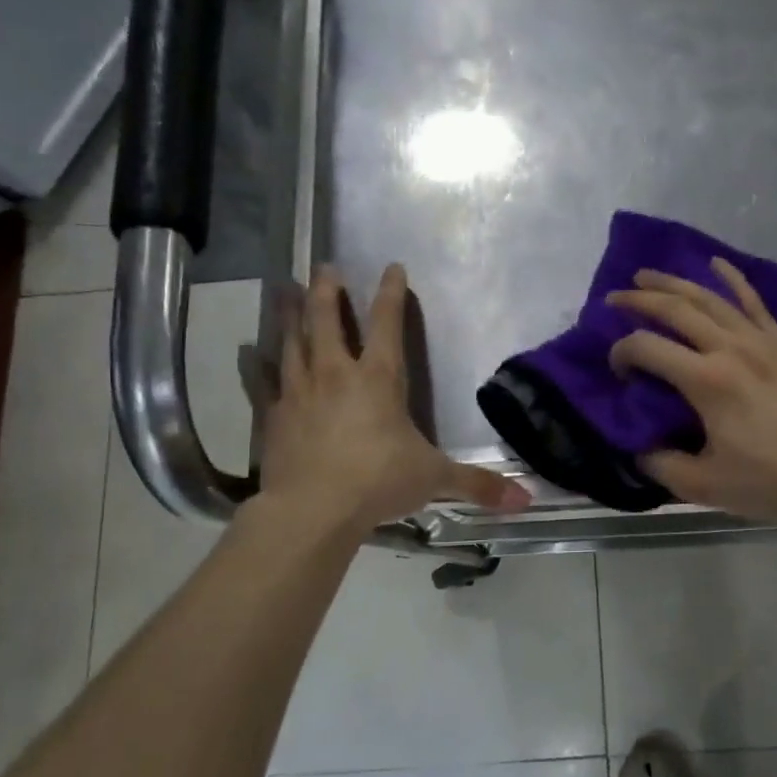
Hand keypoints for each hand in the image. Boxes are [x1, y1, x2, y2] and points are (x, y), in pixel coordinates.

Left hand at [257, 264, 530, 532]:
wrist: (313, 510)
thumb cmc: (379, 482)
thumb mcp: (435, 479)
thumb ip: (477, 485)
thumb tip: (526, 501)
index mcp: (379, 378)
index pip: (387, 323)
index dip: (391, 293)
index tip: (392, 266)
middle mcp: (336, 373)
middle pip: (328, 319)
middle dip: (329, 290)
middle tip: (325, 267)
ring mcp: (299, 391)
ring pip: (293, 340)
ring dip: (290, 313)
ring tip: (285, 289)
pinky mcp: (273, 415)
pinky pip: (263, 381)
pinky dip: (257, 364)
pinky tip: (250, 353)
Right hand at [607, 259, 776, 525]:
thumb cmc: (771, 482)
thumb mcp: (704, 487)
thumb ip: (661, 464)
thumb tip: (638, 447)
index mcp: (708, 381)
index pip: (648, 348)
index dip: (621, 352)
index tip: (617, 371)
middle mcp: (731, 349)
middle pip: (676, 309)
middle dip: (638, 300)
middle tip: (612, 299)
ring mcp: (761, 341)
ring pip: (710, 298)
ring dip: (674, 282)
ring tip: (646, 276)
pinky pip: (753, 301)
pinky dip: (732, 278)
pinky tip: (715, 262)